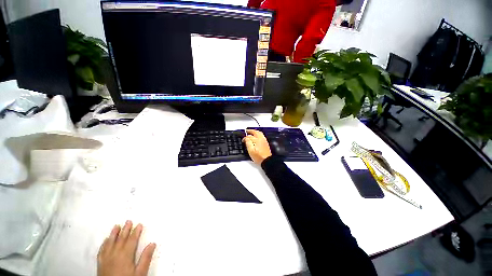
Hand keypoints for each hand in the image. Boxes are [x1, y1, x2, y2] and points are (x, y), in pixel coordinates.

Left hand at [98, 221, 155, 275]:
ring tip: (116, 226)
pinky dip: (104, 244)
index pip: (132, 240)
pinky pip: (101, 251)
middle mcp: (115, 254)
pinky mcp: (100, 263)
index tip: (139, 224)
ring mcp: (106, 258)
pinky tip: (105, 240)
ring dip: (114, 234)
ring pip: (110, 243)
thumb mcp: (140, 272)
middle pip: (121, 239)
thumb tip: (152, 243)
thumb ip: (146, 258)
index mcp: (126, 255)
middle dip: (125, 230)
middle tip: (129, 221)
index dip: (136, 232)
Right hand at [242, 130, 271, 164]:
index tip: (243, 140)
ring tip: (251, 132)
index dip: (245, 138)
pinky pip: (261, 135)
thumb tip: (246, 139)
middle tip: (246, 131)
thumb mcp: (251, 151)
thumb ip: (248, 143)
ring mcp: (264, 141)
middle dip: (250, 131)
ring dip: (254, 132)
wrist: (267, 160)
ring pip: (259, 133)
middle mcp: (261, 139)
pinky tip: (256, 136)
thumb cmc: (259, 157)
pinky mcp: (265, 143)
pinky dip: (258, 134)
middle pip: (255, 132)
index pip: (249, 137)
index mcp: (257, 140)